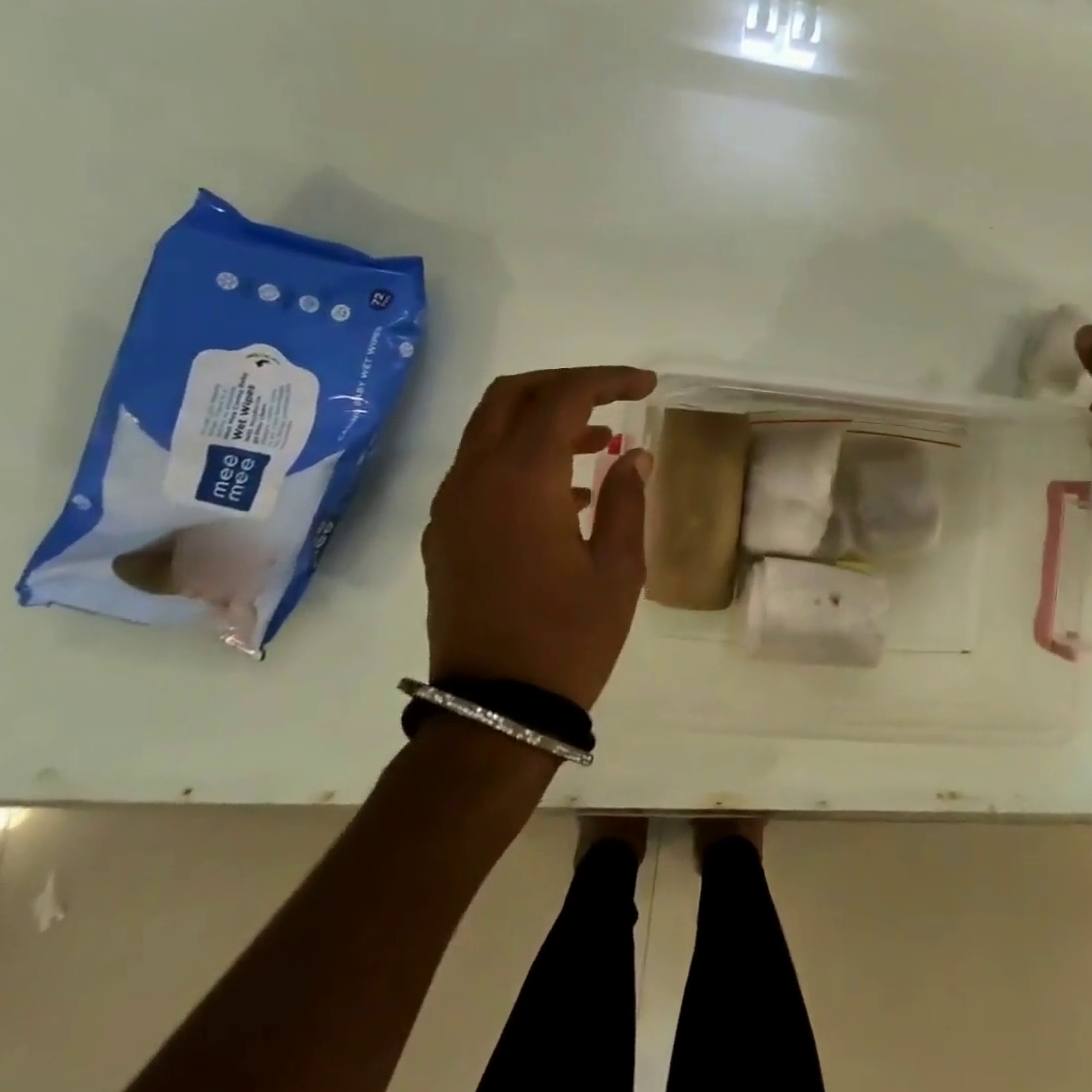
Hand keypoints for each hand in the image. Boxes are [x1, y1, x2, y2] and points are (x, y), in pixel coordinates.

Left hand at [422, 366, 656, 708]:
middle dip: (565, 385)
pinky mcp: (444, 534)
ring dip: (542, 421)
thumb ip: (627, 498)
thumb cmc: (569, 637)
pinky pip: (480, 470)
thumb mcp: (619, 568)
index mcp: (521, 478)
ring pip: (490, 431)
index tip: (647, 386)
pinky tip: (564, 493)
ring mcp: (451, 506)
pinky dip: (520, 457)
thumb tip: (633, 455)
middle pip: (511, 396)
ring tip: (599, 444)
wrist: (496, 710)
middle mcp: (475, 478)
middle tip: (612, 397)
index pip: (563, 398)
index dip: (608, 381)